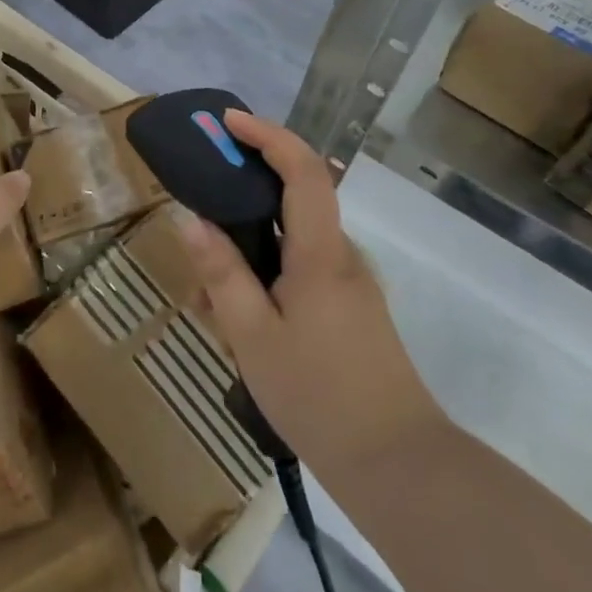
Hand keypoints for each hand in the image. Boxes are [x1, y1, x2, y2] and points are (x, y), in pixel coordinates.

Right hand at [180, 110, 444, 467]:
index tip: (228, 122)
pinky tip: (239, 326)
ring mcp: (350, 285)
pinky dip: (266, 278)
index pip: (303, 170)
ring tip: (207, 299)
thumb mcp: (252, 336)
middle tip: (199, 213)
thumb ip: (222, 273)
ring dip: (249, 250)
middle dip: (243, 194)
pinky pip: (301, 272)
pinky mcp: (351, 311)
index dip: (268, 135)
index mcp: (320, 254)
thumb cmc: (319, 397)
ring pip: (292, 243)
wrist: (400, 468)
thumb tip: (191, 218)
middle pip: (294, 200)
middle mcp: (341, 257)